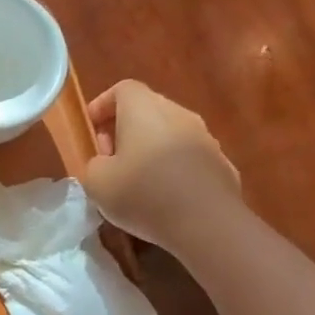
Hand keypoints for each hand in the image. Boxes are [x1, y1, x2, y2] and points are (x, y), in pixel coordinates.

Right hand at [83, 80, 239, 248]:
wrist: (207, 225)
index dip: (103, 105)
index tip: (92, 128)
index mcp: (144, 109)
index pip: (123, 89)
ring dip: (150, 148)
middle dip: (125, 128)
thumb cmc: (142, 193)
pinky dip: (173, 168)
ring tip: (137, 180)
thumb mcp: (95, 181)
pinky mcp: (222, 165)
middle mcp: (178, 114)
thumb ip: (96, 163)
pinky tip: (165, 196)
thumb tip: (109, 163)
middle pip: (148, 109)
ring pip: (170, 133)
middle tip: (110, 157)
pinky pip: (189, 157)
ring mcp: (205, 139)